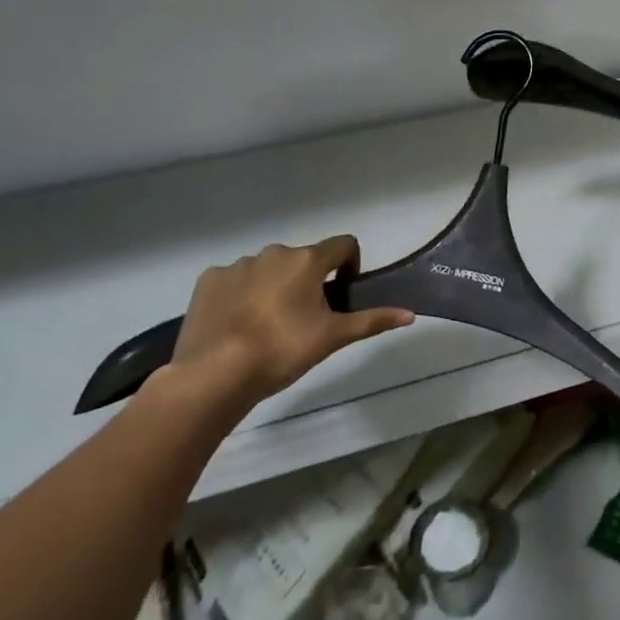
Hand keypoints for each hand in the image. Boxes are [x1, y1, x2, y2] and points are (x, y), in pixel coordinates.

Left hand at [162, 237, 413, 414]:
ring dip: (272, 287)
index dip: (349, 265)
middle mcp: (274, 252)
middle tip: (303, 319)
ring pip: (266, 269)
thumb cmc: (282, 351)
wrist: (215, 374)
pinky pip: (232, 281)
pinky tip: (234, 325)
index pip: (343, 244)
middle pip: (302, 259)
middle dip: (307, 281)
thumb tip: (410, 314)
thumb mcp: (332, 338)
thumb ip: (371, 320)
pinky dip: (239, 295)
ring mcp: (238, 264)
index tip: (341, 293)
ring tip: (265, 327)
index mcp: (307, 260)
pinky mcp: (209, 280)